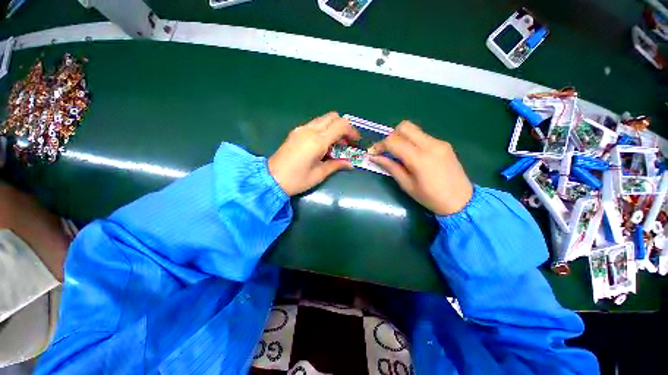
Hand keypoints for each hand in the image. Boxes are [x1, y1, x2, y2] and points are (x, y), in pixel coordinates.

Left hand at [268, 112, 359, 195]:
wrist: (272, 179)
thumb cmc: (297, 179)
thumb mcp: (319, 174)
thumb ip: (336, 165)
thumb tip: (350, 164)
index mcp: (318, 141)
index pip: (341, 125)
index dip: (352, 131)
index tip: (355, 141)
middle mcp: (310, 130)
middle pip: (333, 117)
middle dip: (343, 127)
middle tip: (346, 143)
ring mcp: (301, 129)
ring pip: (323, 119)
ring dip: (333, 128)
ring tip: (335, 145)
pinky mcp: (296, 132)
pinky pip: (314, 124)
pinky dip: (323, 130)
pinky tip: (322, 145)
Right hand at [368, 121, 472, 215]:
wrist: (462, 201)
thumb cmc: (431, 198)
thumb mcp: (407, 185)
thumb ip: (391, 167)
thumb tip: (374, 157)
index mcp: (420, 159)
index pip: (393, 141)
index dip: (380, 145)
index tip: (374, 153)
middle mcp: (430, 145)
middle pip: (404, 127)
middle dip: (391, 136)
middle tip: (388, 151)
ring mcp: (439, 142)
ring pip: (414, 130)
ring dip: (402, 138)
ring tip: (399, 153)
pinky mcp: (444, 144)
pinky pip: (422, 136)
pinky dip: (412, 141)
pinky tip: (413, 155)